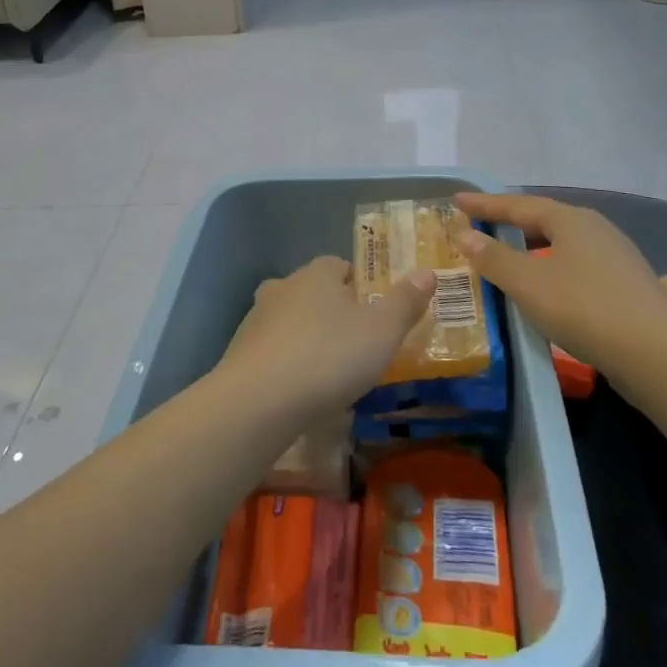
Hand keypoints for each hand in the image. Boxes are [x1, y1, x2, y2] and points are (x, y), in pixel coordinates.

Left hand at [215, 257, 436, 419]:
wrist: (259, 400)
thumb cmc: (329, 357)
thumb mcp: (382, 332)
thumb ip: (405, 302)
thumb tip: (427, 273)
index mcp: (318, 274)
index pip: (339, 265)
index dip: (359, 284)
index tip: (373, 310)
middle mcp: (283, 286)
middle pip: (312, 291)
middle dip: (331, 311)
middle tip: (354, 342)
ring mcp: (256, 318)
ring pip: (289, 320)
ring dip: (306, 337)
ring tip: (328, 371)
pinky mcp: (239, 352)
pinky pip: (272, 351)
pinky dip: (286, 363)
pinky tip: (299, 390)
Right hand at [452, 192, 666, 369]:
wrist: (658, 356)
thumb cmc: (584, 308)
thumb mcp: (528, 283)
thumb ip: (493, 258)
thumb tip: (465, 236)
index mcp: (571, 220)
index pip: (518, 204)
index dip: (485, 204)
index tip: (457, 200)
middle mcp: (595, 229)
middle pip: (543, 220)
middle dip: (509, 223)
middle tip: (479, 227)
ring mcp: (615, 258)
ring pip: (562, 244)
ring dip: (531, 248)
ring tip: (507, 257)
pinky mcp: (625, 286)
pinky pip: (577, 266)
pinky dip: (551, 268)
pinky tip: (545, 287)